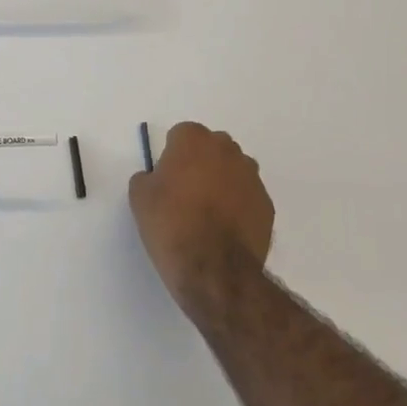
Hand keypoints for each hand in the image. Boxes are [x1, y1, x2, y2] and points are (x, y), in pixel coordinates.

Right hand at [129, 122, 274, 311]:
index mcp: (194, 140)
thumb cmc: (171, 225)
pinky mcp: (267, 204)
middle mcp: (227, 150)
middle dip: (200, 163)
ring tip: (207, 215)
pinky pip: (247, 196)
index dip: (172, 157)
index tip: (166, 180)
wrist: (214, 269)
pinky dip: (238, 206)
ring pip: (233, 171)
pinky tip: (225, 230)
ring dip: (222, 183)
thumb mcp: (139, 198)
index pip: (181, 135)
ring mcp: (252, 177)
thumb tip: (156, 178)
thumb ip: (147, 177)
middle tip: (185, 194)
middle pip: (211, 148)